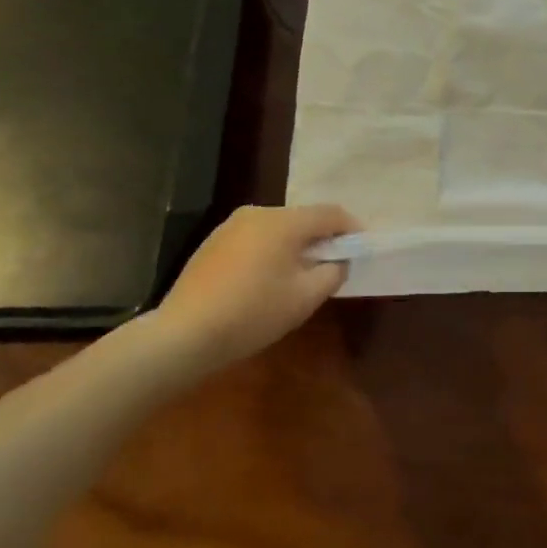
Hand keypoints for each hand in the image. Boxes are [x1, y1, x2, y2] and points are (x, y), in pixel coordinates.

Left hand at [142, 204, 357, 374]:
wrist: (183, 335)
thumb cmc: (253, 313)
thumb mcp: (305, 298)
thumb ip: (332, 272)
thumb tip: (338, 260)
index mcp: (284, 221)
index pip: (331, 213)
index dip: (352, 228)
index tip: (363, 249)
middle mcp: (257, 213)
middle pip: (303, 219)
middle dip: (322, 239)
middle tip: (334, 265)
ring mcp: (231, 226)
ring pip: (277, 229)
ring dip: (295, 246)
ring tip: (301, 275)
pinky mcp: (213, 243)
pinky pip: (255, 239)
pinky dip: (270, 252)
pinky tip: (267, 280)